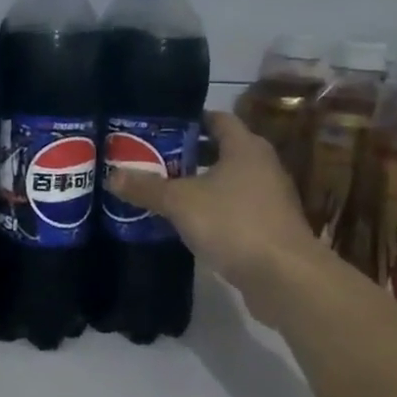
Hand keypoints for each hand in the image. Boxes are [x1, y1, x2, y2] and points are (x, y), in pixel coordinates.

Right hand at [105, 110, 331, 326]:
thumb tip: (111, 176)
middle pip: (222, 150)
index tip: (160, 127)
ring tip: (164, 191)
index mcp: (245, 147)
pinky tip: (188, 223)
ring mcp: (270, 198)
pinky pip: (235, 209)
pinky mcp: (270, 228)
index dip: (190, 120)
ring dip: (200, 185)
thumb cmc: (234, 223)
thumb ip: (147, 188)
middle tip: (153, 159)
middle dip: (189, 154)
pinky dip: (213, 211)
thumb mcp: (181, 203)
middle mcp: (262, 166)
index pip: (217, 119)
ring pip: (228, 182)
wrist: (285, 277)